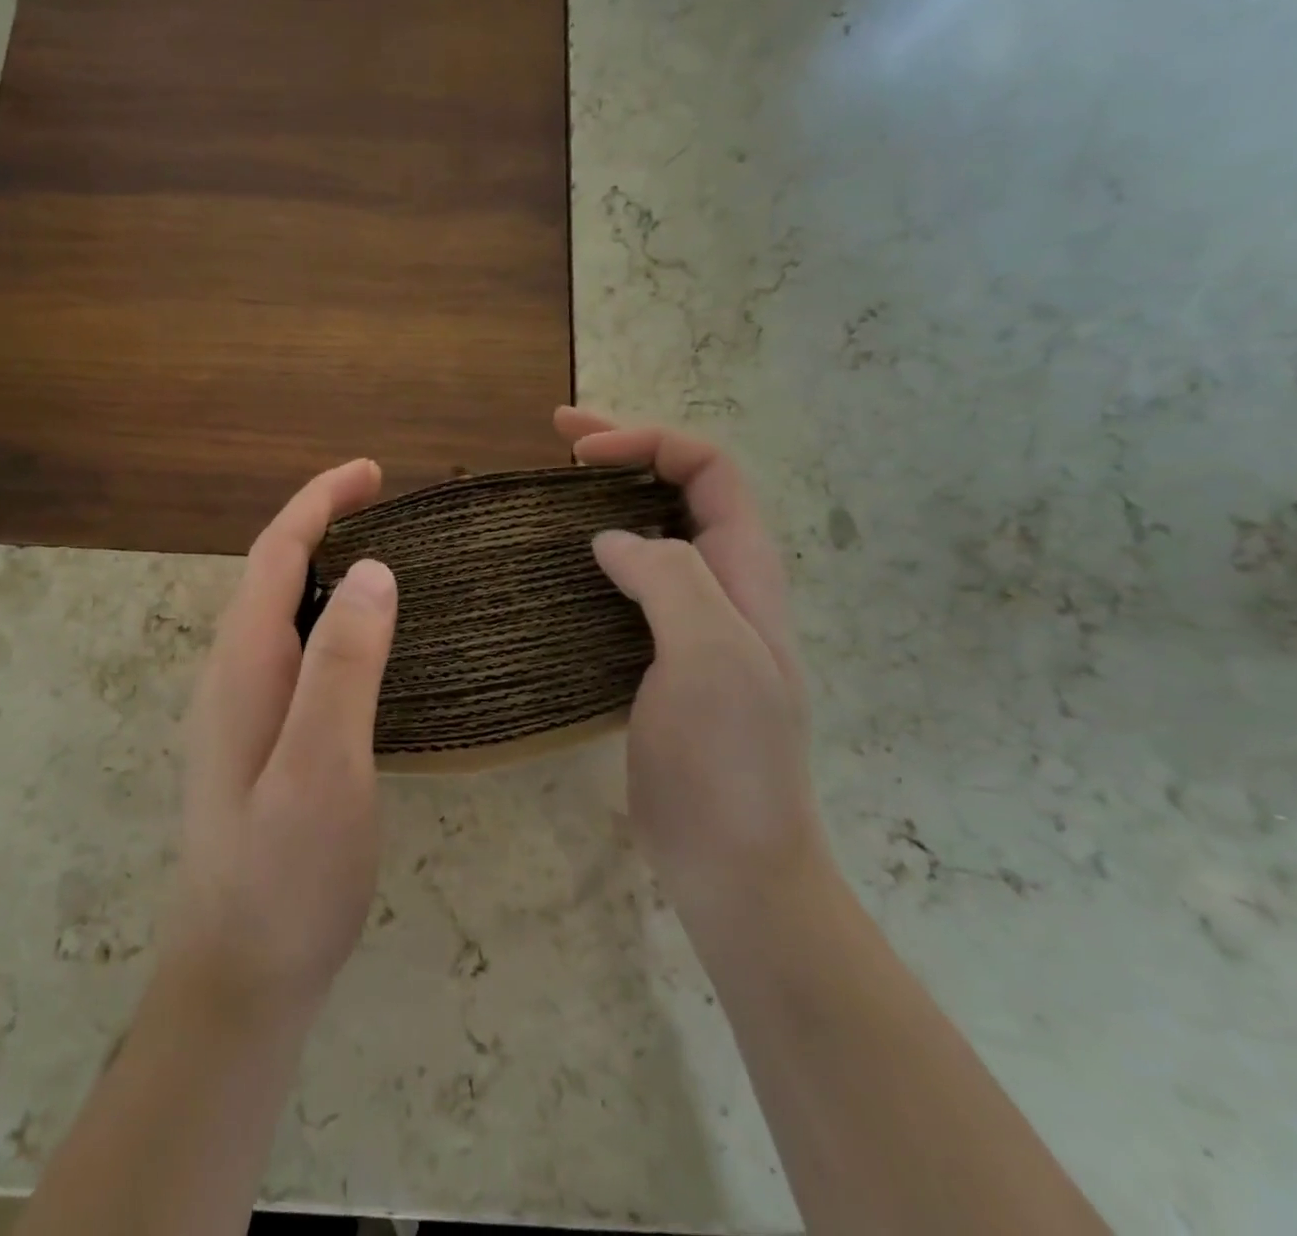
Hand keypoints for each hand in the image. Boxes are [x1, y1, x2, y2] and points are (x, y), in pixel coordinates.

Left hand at [161, 459, 398, 1024]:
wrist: (239, 977)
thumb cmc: (285, 874)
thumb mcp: (323, 764)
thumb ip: (342, 665)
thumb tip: (373, 571)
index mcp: (243, 666)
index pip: (277, 554)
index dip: (319, 502)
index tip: (372, 472)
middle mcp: (232, 675)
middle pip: (274, 574)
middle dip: (323, 524)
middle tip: (389, 508)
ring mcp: (241, 709)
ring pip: (282, 613)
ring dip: (326, 570)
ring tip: (386, 559)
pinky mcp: (260, 740)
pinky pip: (294, 652)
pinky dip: (329, 620)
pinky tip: (364, 643)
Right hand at [554, 407, 827, 941]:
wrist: (731, 860)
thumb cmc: (728, 758)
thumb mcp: (710, 654)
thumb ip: (670, 579)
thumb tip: (613, 539)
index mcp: (745, 572)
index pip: (708, 470)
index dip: (647, 442)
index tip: (577, 451)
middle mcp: (722, 586)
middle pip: (680, 490)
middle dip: (624, 451)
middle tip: (558, 436)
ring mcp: (690, 623)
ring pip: (652, 534)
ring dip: (606, 500)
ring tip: (550, 490)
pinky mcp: (656, 657)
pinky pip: (627, 586)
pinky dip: (592, 557)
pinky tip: (556, 566)